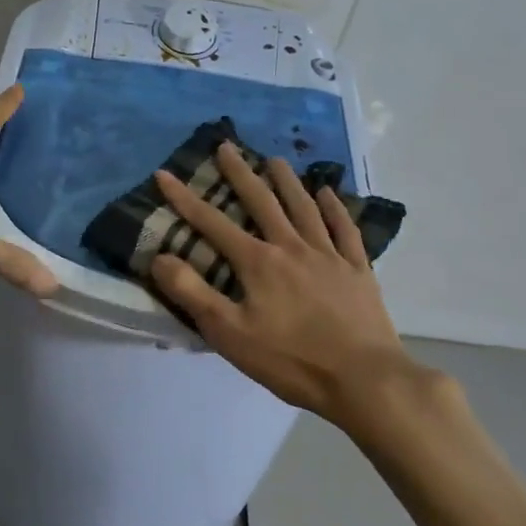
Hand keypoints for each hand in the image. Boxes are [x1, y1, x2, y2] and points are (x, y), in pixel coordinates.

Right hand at [149, 141, 444, 424]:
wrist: (364, 379)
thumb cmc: (291, 360)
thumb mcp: (229, 333)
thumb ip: (193, 293)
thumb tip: (160, 257)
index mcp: (258, 262)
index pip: (212, 223)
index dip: (185, 198)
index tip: (164, 173)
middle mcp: (292, 247)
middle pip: (262, 202)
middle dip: (240, 173)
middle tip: (227, 146)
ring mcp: (329, 256)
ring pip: (304, 207)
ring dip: (287, 181)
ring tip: (275, 159)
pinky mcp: (358, 270)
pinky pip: (344, 229)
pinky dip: (335, 208)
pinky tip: (329, 193)